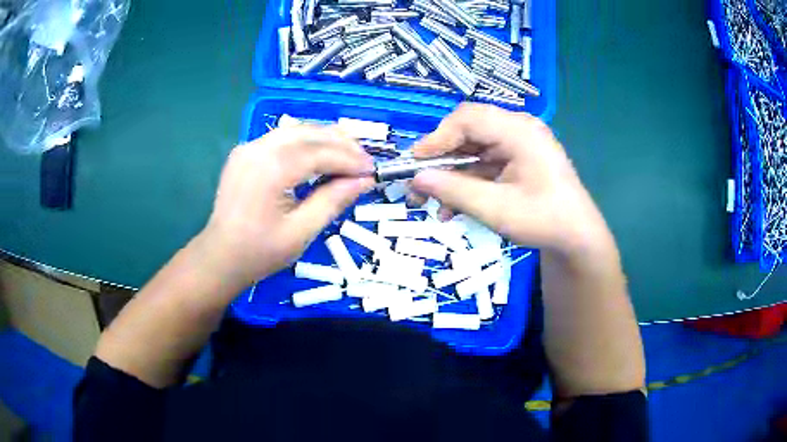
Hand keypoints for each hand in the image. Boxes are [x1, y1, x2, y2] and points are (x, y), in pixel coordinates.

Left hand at [199, 125, 374, 287]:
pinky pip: (282, 137)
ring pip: (296, 130)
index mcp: (271, 169)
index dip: (350, 159)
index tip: (373, 170)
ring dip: (325, 139)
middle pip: (309, 133)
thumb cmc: (260, 252)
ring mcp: (249, 147)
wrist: (220, 257)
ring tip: (348, 157)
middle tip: (364, 162)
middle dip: (342, 144)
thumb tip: (365, 180)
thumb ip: (334, 201)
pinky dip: (306, 142)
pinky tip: (319, 155)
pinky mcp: (245, 151)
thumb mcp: (302, 232)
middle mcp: (258, 148)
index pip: (320, 152)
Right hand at [411, 103, 611, 256]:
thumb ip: (455, 191)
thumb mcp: (496, 209)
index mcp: (519, 131)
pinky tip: (452, 207)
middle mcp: (518, 129)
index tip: (416, 163)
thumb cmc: (544, 221)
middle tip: (420, 182)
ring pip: (472, 149)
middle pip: (469, 131)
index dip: (438, 138)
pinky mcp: (516, 159)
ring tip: (432, 201)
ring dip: (451, 174)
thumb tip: (415, 179)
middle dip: (441, 157)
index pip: (468, 118)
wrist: (576, 238)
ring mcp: (518, 144)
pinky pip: (484, 163)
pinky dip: (466, 181)